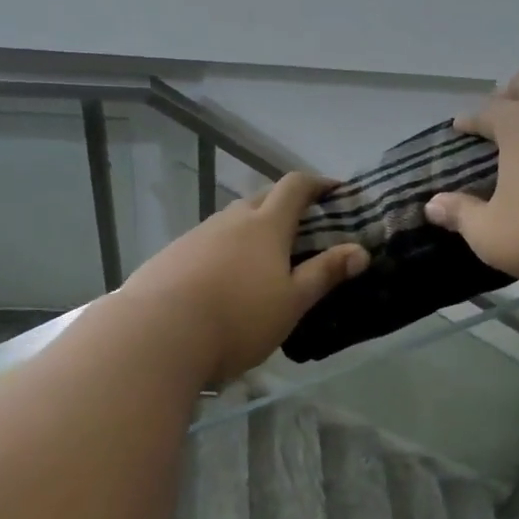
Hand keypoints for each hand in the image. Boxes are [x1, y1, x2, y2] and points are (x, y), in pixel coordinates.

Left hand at [119, 172, 369, 383]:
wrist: (157, 334)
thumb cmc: (238, 319)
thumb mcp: (292, 302)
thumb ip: (325, 273)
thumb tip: (360, 250)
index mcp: (265, 225)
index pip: (295, 187)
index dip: (318, 184)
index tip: (335, 191)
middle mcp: (230, 220)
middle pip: (262, 198)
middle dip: (285, 206)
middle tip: (302, 229)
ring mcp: (196, 235)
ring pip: (231, 221)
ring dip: (251, 229)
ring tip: (262, 260)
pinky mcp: (171, 255)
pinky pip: (207, 242)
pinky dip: (224, 250)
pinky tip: (221, 280)